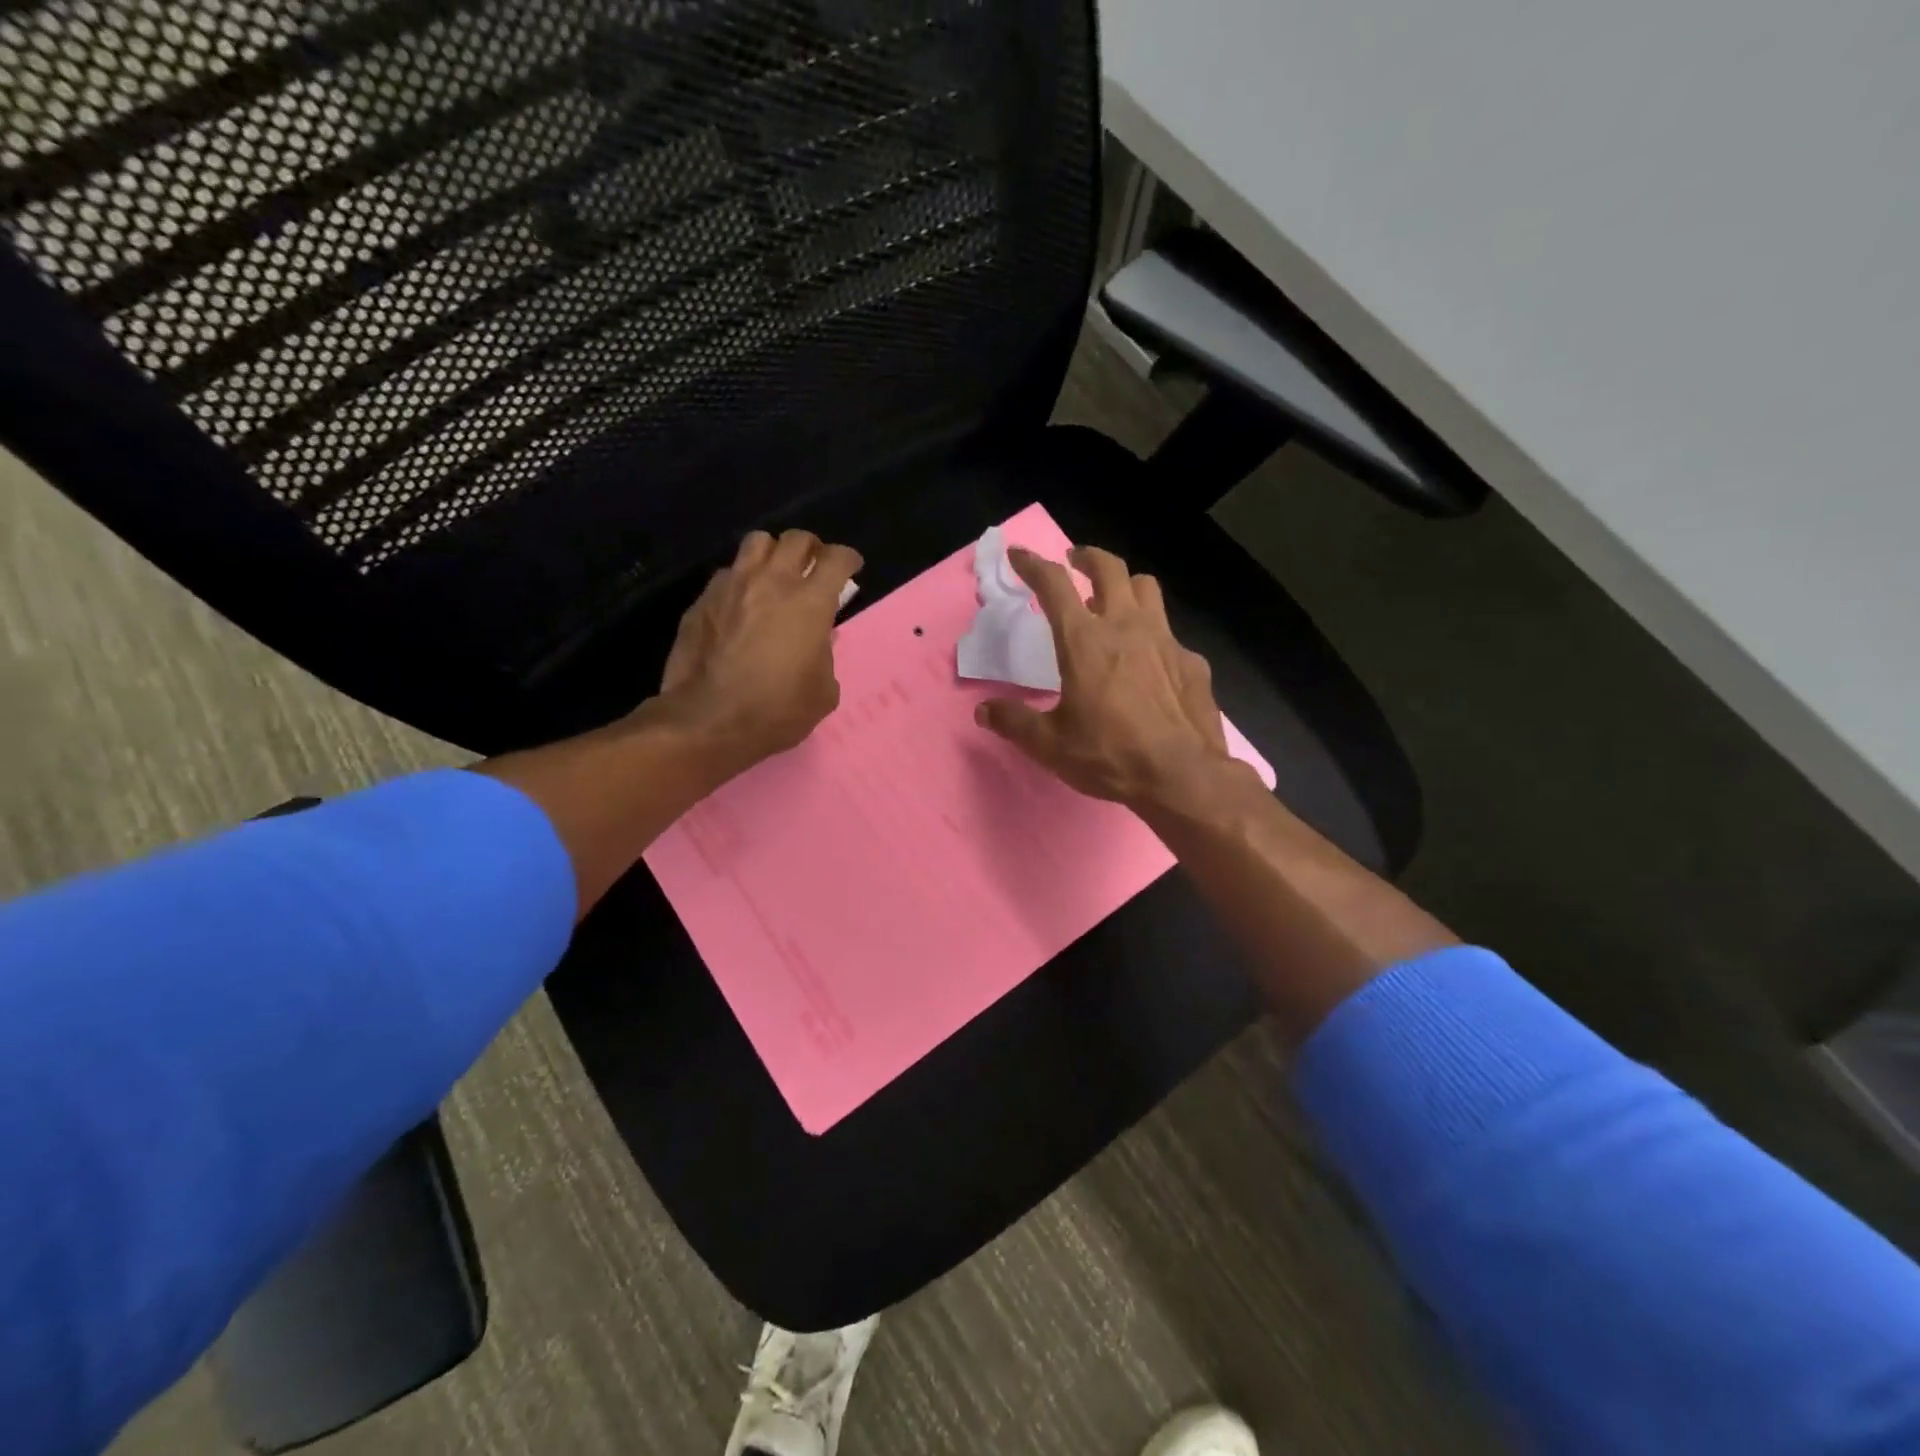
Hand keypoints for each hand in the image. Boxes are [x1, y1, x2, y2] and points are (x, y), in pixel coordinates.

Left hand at [656, 528, 861, 775]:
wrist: (709, 721)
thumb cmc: (777, 710)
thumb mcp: (823, 692)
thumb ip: (825, 657)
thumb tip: (816, 644)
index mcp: (810, 603)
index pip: (836, 559)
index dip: (847, 559)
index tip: (850, 567)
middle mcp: (771, 582)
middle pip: (796, 539)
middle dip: (811, 548)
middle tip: (813, 567)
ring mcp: (732, 587)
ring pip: (756, 543)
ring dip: (772, 553)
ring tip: (774, 574)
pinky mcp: (702, 601)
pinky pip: (726, 574)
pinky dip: (740, 581)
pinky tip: (740, 604)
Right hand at [976, 544, 1252, 810]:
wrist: (1181, 775)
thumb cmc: (1109, 755)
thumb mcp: (1049, 744)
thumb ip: (1014, 722)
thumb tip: (984, 711)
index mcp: (1084, 641)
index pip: (1054, 584)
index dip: (1033, 564)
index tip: (1019, 555)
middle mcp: (1126, 627)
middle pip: (1109, 568)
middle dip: (1087, 557)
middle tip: (1075, 562)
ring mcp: (1165, 640)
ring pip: (1146, 588)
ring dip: (1125, 586)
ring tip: (1114, 601)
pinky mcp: (1191, 662)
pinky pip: (1170, 635)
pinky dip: (1153, 638)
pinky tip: (1150, 665)